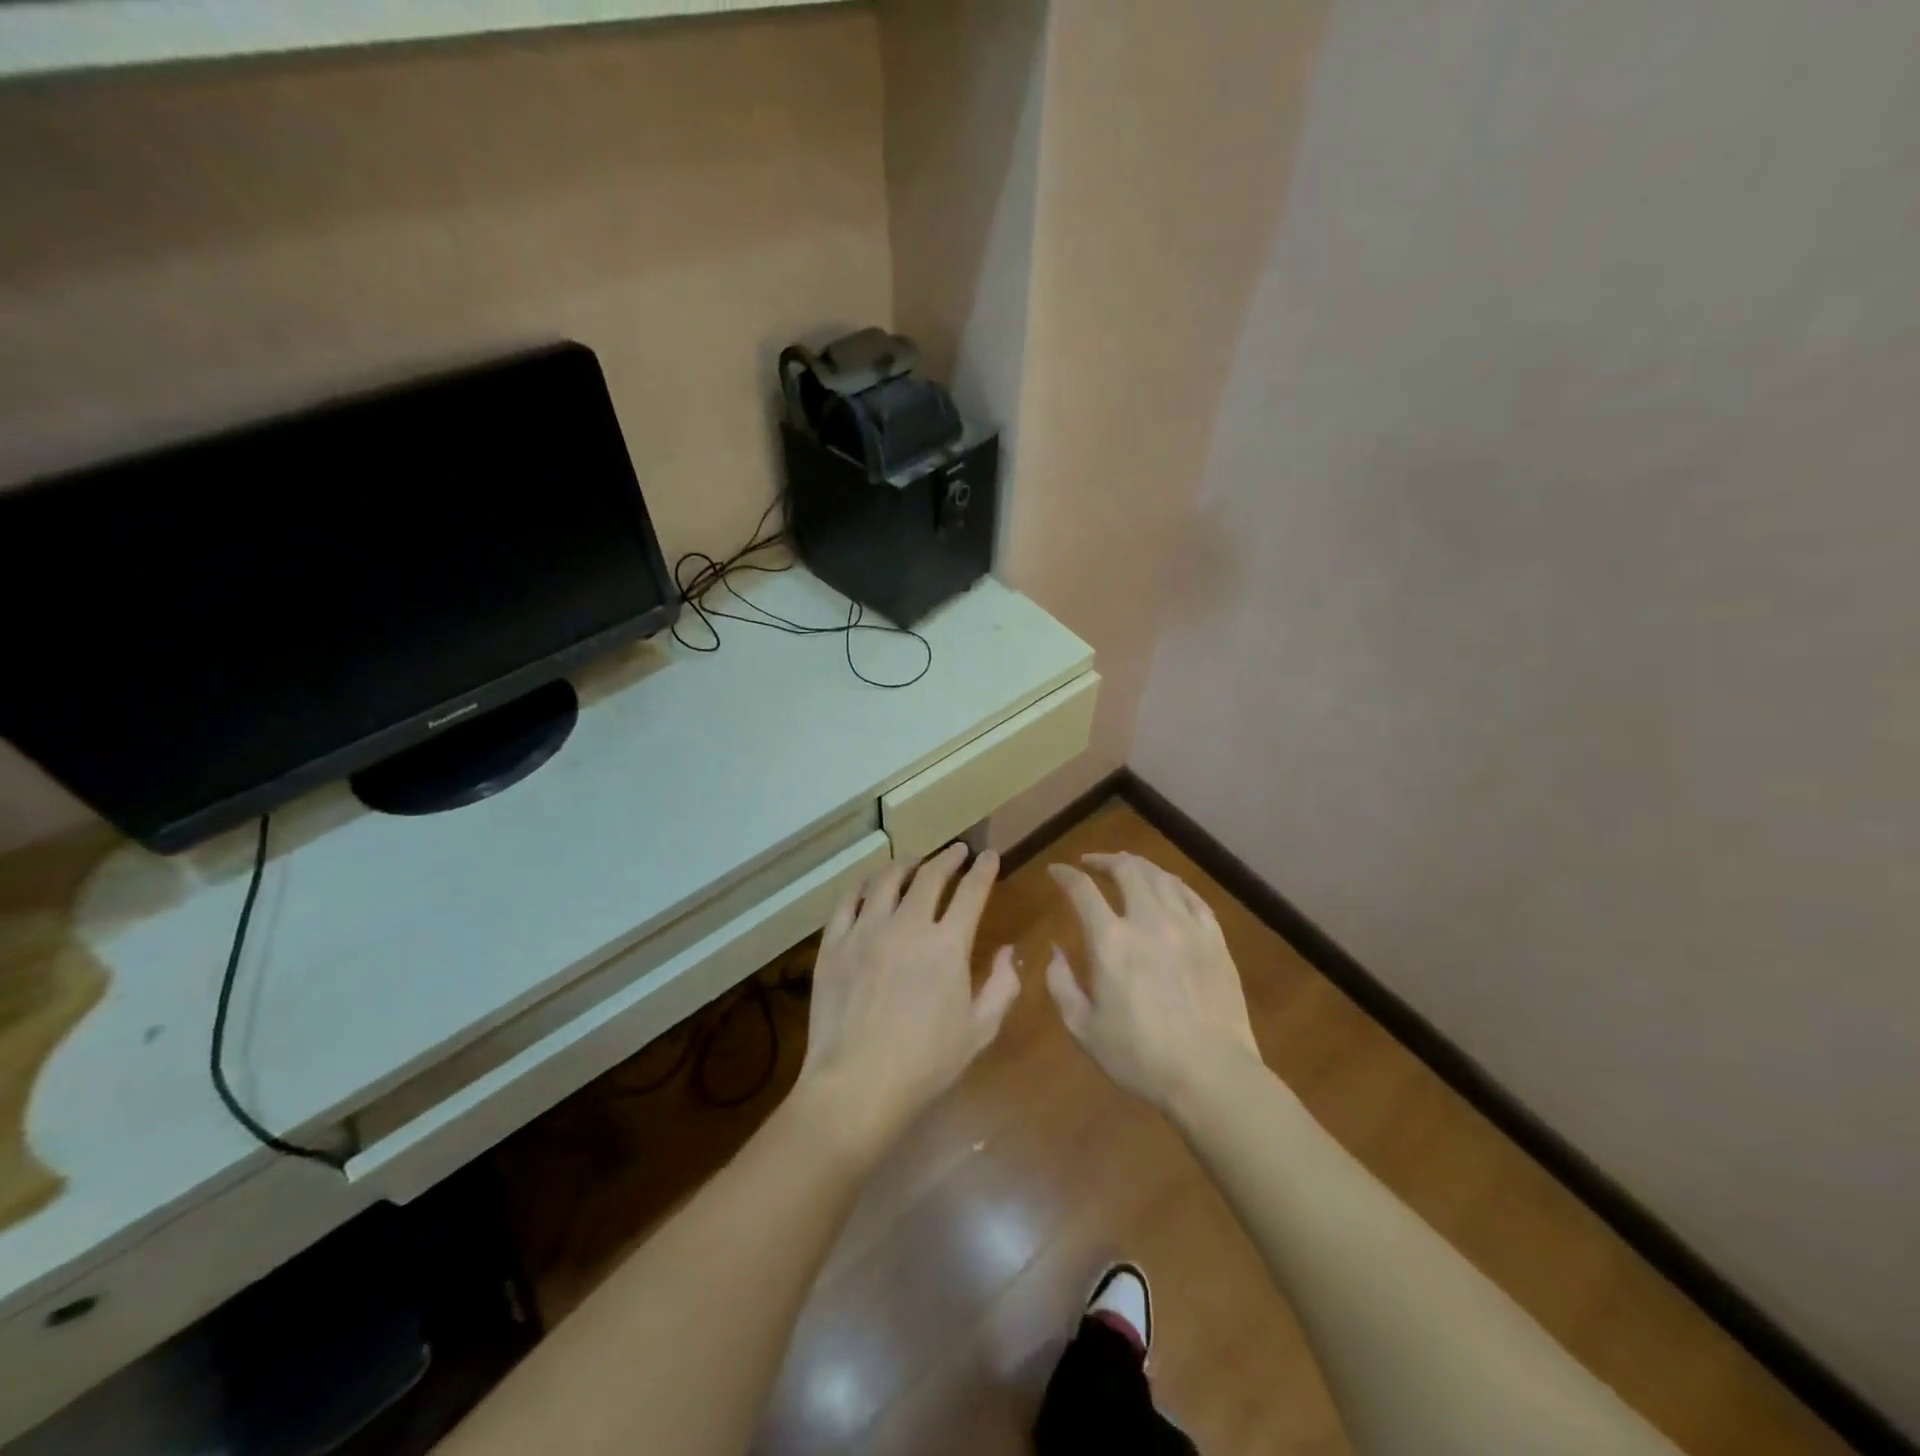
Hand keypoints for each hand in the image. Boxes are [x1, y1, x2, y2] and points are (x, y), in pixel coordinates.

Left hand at [795, 844, 1019, 1162]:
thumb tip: (1007, 951)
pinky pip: (848, 901)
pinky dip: (863, 886)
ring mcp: (866, 930)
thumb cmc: (926, 1063)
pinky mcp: (834, 943)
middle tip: (957, 852)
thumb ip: (1002, 986)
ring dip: (906, 865)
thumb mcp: (980, 1031)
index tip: (990, 856)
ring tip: (914, 863)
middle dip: (948, 858)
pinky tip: (869, 886)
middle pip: (930, 876)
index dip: (984, 870)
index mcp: (947, 944)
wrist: (857, 1084)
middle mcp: (907, 924)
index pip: (972, 891)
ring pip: (887, 880)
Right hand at [1046, 852, 1261, 1111]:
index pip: (1082, 890)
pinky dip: (1172, 884)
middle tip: (1091, 863)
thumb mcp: (1083, 1028)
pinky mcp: (1214, 938)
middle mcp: (1147, 920)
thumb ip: (1061, 984)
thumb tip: (1055, 951)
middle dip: (1104, 860)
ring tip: (1127, 868)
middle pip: (1126, 870)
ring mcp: (1186, 926)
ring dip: (1138, 866)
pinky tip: (1167, 887)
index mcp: (1111, 941)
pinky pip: (1191, 896)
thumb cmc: (1140, 1057)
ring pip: (1160, 876)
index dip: (1065, 875)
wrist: (1211, 1075)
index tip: (1056, 871)